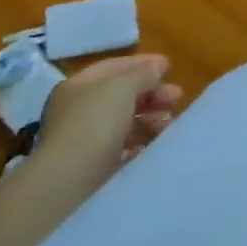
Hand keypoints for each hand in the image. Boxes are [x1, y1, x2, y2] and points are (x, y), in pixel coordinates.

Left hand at [38, 53, 181, 181]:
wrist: (68, 181)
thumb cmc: (95, 122)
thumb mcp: (123, 87)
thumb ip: (143, 73)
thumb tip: (158, 65)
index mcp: (79, 86)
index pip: (114, 67)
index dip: (143, 64)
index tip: (170, 67)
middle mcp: (78, 110)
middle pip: (121, 95)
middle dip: (152, 94)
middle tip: (177, 97)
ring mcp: (83, 140)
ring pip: (123, 122)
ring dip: (149, 119)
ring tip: (169, 124)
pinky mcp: (91, 167)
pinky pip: (120, 149)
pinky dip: (138, 144)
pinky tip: (150, 147)